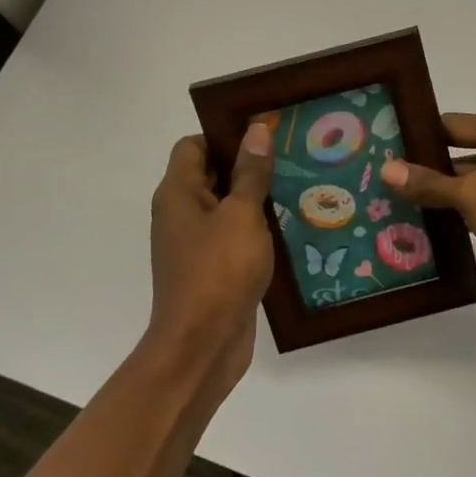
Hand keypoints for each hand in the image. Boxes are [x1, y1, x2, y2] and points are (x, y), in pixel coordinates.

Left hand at [147, 124, 274, 399]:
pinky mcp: (211, 269)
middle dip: (247, 164)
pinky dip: (254, 229)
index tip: (264, 134)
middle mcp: (180, 214)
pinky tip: (288, 227)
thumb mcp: (241, 216)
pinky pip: (232, 236)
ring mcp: (194, 244)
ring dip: (254, 198)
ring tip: (297, 186)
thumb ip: (250, 172)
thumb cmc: (219, 272)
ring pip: (224, 207)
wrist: (202, 346)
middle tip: (290, 155)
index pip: (193, 146)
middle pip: (210, 174)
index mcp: (178, 194)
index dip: (225, 135)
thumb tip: (256, 129)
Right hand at [382, 114, 475, 313]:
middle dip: (427, 167)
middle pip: (461, 150)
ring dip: (443, 191)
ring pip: (472, 178)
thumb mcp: (473, 197)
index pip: (453, 124)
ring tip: (398, 203)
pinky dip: (463, 208)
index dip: (419, 136)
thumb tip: (387, 168)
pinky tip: (430, 224)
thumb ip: (430, 183)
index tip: (384, 147)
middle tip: (384, 179)